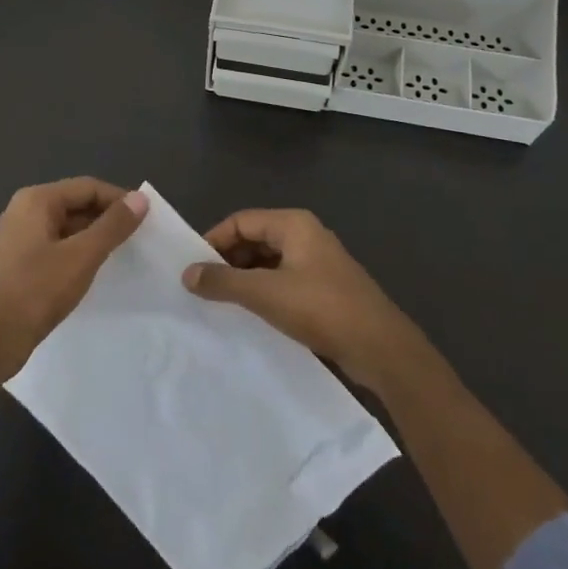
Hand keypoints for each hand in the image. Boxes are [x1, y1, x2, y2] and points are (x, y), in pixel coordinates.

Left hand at [0, 177, 147, 373]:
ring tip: (122, 253)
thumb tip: (140, 198)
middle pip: (76, 203)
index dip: (119, 199)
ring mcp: (18, 236)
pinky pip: (56, 245)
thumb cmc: (37, 290)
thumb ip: (113, 226)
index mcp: (36, 200)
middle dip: (107, 217)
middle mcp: (24, 210)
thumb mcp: (82, 256)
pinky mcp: (18, 261)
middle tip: (138, 237)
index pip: (87, 187)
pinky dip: (77, 251)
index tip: (147, 218)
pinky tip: (93, 269)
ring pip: (66, 226)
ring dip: (93, 236)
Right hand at [184, 208, 420, 391]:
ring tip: (222, 302)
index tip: (193, 267)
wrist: (380, 348)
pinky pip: (284, 280)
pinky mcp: (325, 288)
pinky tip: (252, 313)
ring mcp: (318, 262)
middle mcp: (306, 235)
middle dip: (228, 260)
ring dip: (245, 278)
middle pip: (255, 238)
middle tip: (203, 287)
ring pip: (269, 261)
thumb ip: (223, 282)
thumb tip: (187, 274)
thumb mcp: (265, 293)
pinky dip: (264, 291)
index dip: (214, 240)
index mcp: (294, 224)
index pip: (241, 221)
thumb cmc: (321, 308)